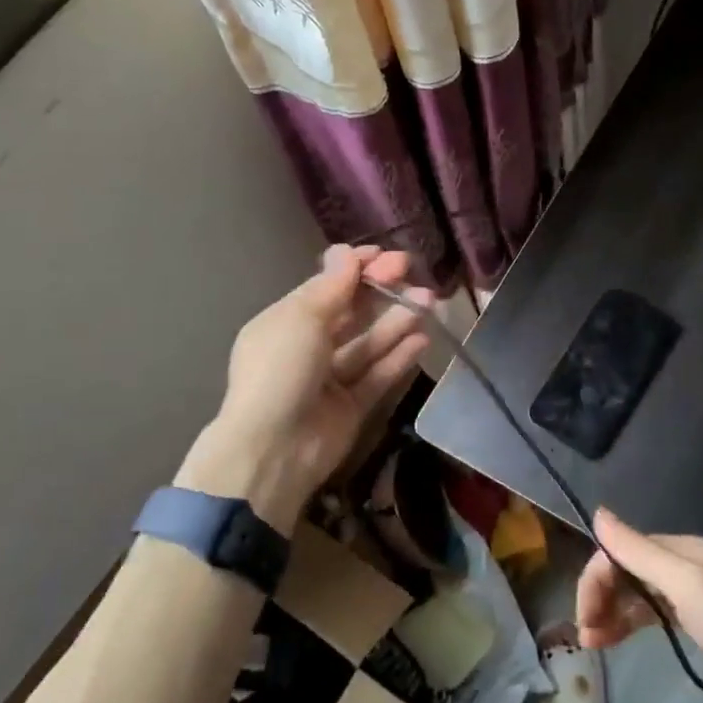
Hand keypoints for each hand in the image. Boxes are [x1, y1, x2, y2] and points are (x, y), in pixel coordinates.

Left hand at [175, 244, 430, 532]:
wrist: (273, 450)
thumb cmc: (280, 371)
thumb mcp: (301, 319)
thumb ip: (331, 288)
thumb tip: (345, 252)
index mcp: (285, 323)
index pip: (325, 288)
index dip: (355, 270)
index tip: (385, 256)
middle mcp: (307, 348)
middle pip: (350, 313)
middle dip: (380, 292)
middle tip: (411, 273)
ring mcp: (330, 380)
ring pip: (368, 344)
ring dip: (397, 321)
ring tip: (429, 301)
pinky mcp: (351, 407)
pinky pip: (377, 376)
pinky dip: (398, 357)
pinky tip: (422, 339)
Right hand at [575, 508, 702, 702]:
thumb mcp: (687, 586)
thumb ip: (641, 551)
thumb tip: (598, 513)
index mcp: (678, 549)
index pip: (619, 552)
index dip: (595, 581)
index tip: (584, 620)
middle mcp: (682, 563)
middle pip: (626, 570)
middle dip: (600, 597)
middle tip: (587, 637)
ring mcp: (693, 591)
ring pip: (638, 592)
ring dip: (612, 612)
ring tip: (595, 643)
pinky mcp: (702, 618)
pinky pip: (654, 611)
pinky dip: (633, 622)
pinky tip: (621, 638)